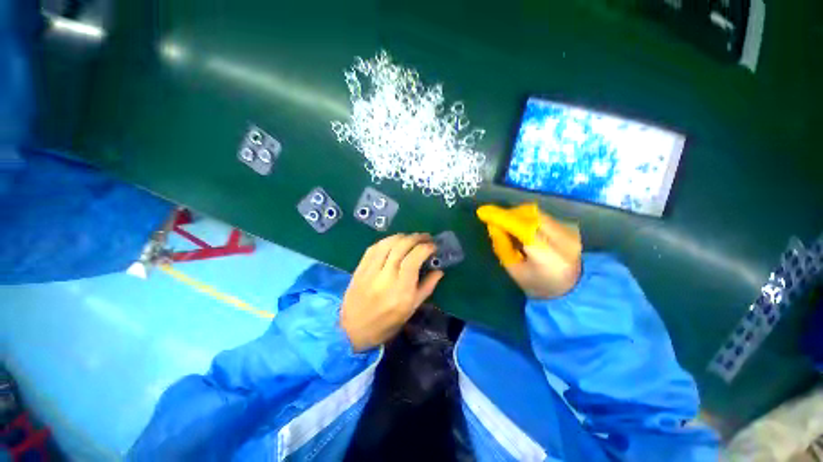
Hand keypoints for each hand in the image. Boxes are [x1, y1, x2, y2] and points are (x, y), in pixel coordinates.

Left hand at [341, 233, 443, 351]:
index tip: (433, 246)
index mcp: (401, 290)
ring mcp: (370, 270)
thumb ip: (427, 287)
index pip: (414, 259)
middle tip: (425, 238)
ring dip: (402, 236)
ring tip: (411, 238)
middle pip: (401, 246)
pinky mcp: (360, 268)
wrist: (353, 330)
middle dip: (416, 238)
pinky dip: (387, 241)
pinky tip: (394, 241)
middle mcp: (385, 276)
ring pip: (387, 243)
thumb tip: (439, 270)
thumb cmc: (387, 323)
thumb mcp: (411, 309)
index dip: (425, 248)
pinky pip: (374, 247)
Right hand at [477, 203, 581, 298]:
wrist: (574, 289)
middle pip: (530, 214)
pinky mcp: (570, 227)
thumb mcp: (515, 271)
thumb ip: (502, 247)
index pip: (522, 228)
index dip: (501, 217)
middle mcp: (563, 239)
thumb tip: (493, 226)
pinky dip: (527, 218)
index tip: (482, 212)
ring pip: (536, 213)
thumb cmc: (539, 285)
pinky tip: (523, 229)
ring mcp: (569, 231)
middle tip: (495, 221)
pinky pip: (542, 216)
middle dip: (509, 214)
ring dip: (518, 215)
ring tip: (508, 226)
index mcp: (549, 256)